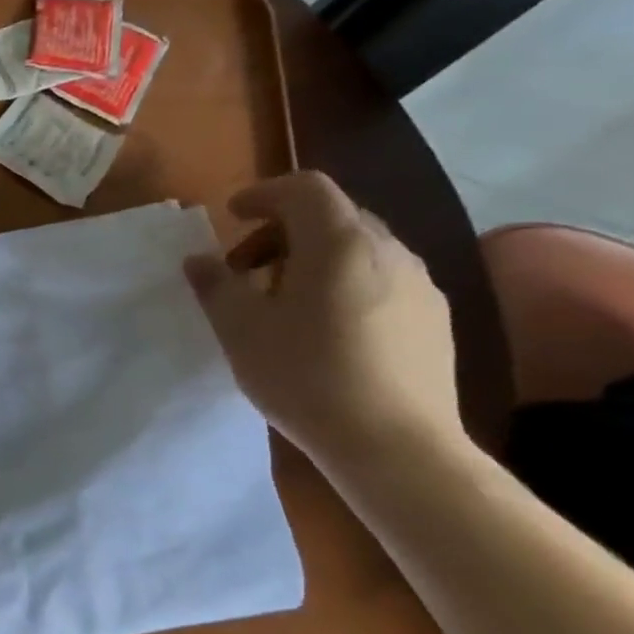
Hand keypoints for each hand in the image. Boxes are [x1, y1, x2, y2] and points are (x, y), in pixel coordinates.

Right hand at [183, 172, 461, 471]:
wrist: (395, 445)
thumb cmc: (305, 376)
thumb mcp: (240, 330)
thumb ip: (216, 285)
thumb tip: (199, 259)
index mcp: (339, 243)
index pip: (305, 188)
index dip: (264, 193)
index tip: (232, 216)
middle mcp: (388, 250)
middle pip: (333, 215)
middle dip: (283, 231)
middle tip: (247, 268)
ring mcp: (419, 284)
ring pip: (360, 248)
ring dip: (314, 259)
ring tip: (284, 303)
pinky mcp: (433, 319)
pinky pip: (382, 279)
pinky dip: (345, 283)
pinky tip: (326, 329)